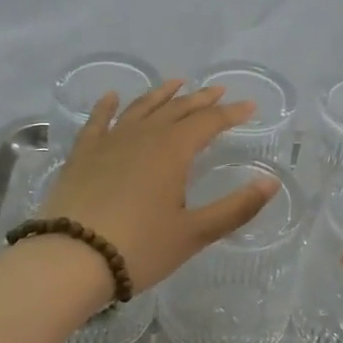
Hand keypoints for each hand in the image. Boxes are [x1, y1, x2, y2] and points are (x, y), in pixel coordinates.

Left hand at [39, 81, 278, 292]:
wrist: (71, 259)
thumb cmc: (140, 248)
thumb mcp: (194, 233)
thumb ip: (236, 207)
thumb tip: (271, 182)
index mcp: (173, 151)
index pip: (208, 123)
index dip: (231, 113)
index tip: (249, 106)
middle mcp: (143, 136)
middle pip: (176, 110)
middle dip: (200, 99)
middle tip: (218, 90)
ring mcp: (109, 142)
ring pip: (140, 108)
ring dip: (161, 95)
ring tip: (176, 83)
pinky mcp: (82, 154)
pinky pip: (98, 121)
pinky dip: (107, 106)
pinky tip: (112, 97)